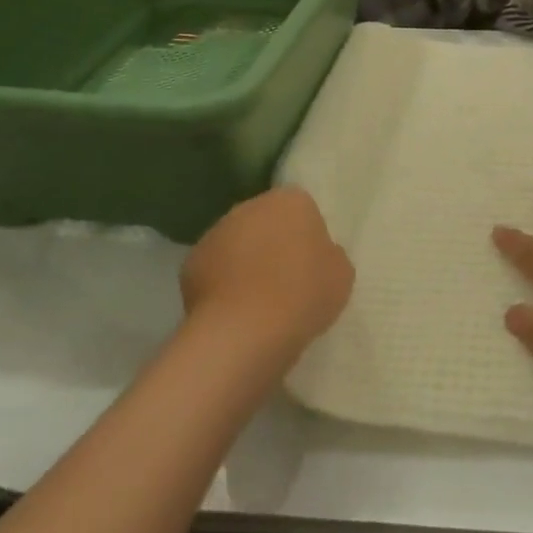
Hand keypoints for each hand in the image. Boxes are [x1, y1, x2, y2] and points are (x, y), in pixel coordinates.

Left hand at [181, 187, 353, 353]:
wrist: (244, 331)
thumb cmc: (303, 294)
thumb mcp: (341, 274)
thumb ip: (329, 255)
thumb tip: (316, 255)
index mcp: (291, 201)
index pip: (302, 209)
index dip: (306, 236)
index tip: (311, 264)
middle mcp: (250, 206)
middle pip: (266, 221)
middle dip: (273, 244)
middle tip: (286, 282)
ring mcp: (216, 232)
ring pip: (237, 243)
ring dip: (245, 262)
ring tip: (257, 302)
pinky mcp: (190, 262)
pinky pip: (214, 269)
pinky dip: (222, 285)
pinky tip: (233, 312)